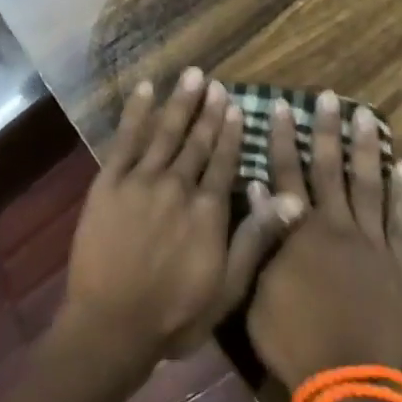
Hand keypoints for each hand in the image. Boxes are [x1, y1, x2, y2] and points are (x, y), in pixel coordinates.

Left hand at [58, 69, 304, 370]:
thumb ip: (257, 239)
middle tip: (214, 81)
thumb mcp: (227, 288)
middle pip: (197, 141)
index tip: (236, 105)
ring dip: (179, 102)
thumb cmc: (174, 315)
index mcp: (208, 209)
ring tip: (191, 75)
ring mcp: (141, 180)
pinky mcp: (109, 182)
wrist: (110, 325)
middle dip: (207, 110)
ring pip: (165, 132)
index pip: (224, 161)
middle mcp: (178, 185)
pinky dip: (136, 112)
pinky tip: (145, 90)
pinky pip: (125, 139)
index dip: (231, 132)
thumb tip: (292, 200)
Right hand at [247, 90, 401, 389]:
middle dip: (326, 130)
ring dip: (366, 148)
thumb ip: (261, 237)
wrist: (347, 384)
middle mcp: (337, 226)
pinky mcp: (398, 264)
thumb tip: (258, 188)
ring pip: (369, 184)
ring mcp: (372, 244)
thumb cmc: (293, 339)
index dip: (282, 138)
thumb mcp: (258, 290)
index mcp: (300, 231)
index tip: (282, 106)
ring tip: (367, 116)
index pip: (287, 173)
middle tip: (329, 97)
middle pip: (330, 168)